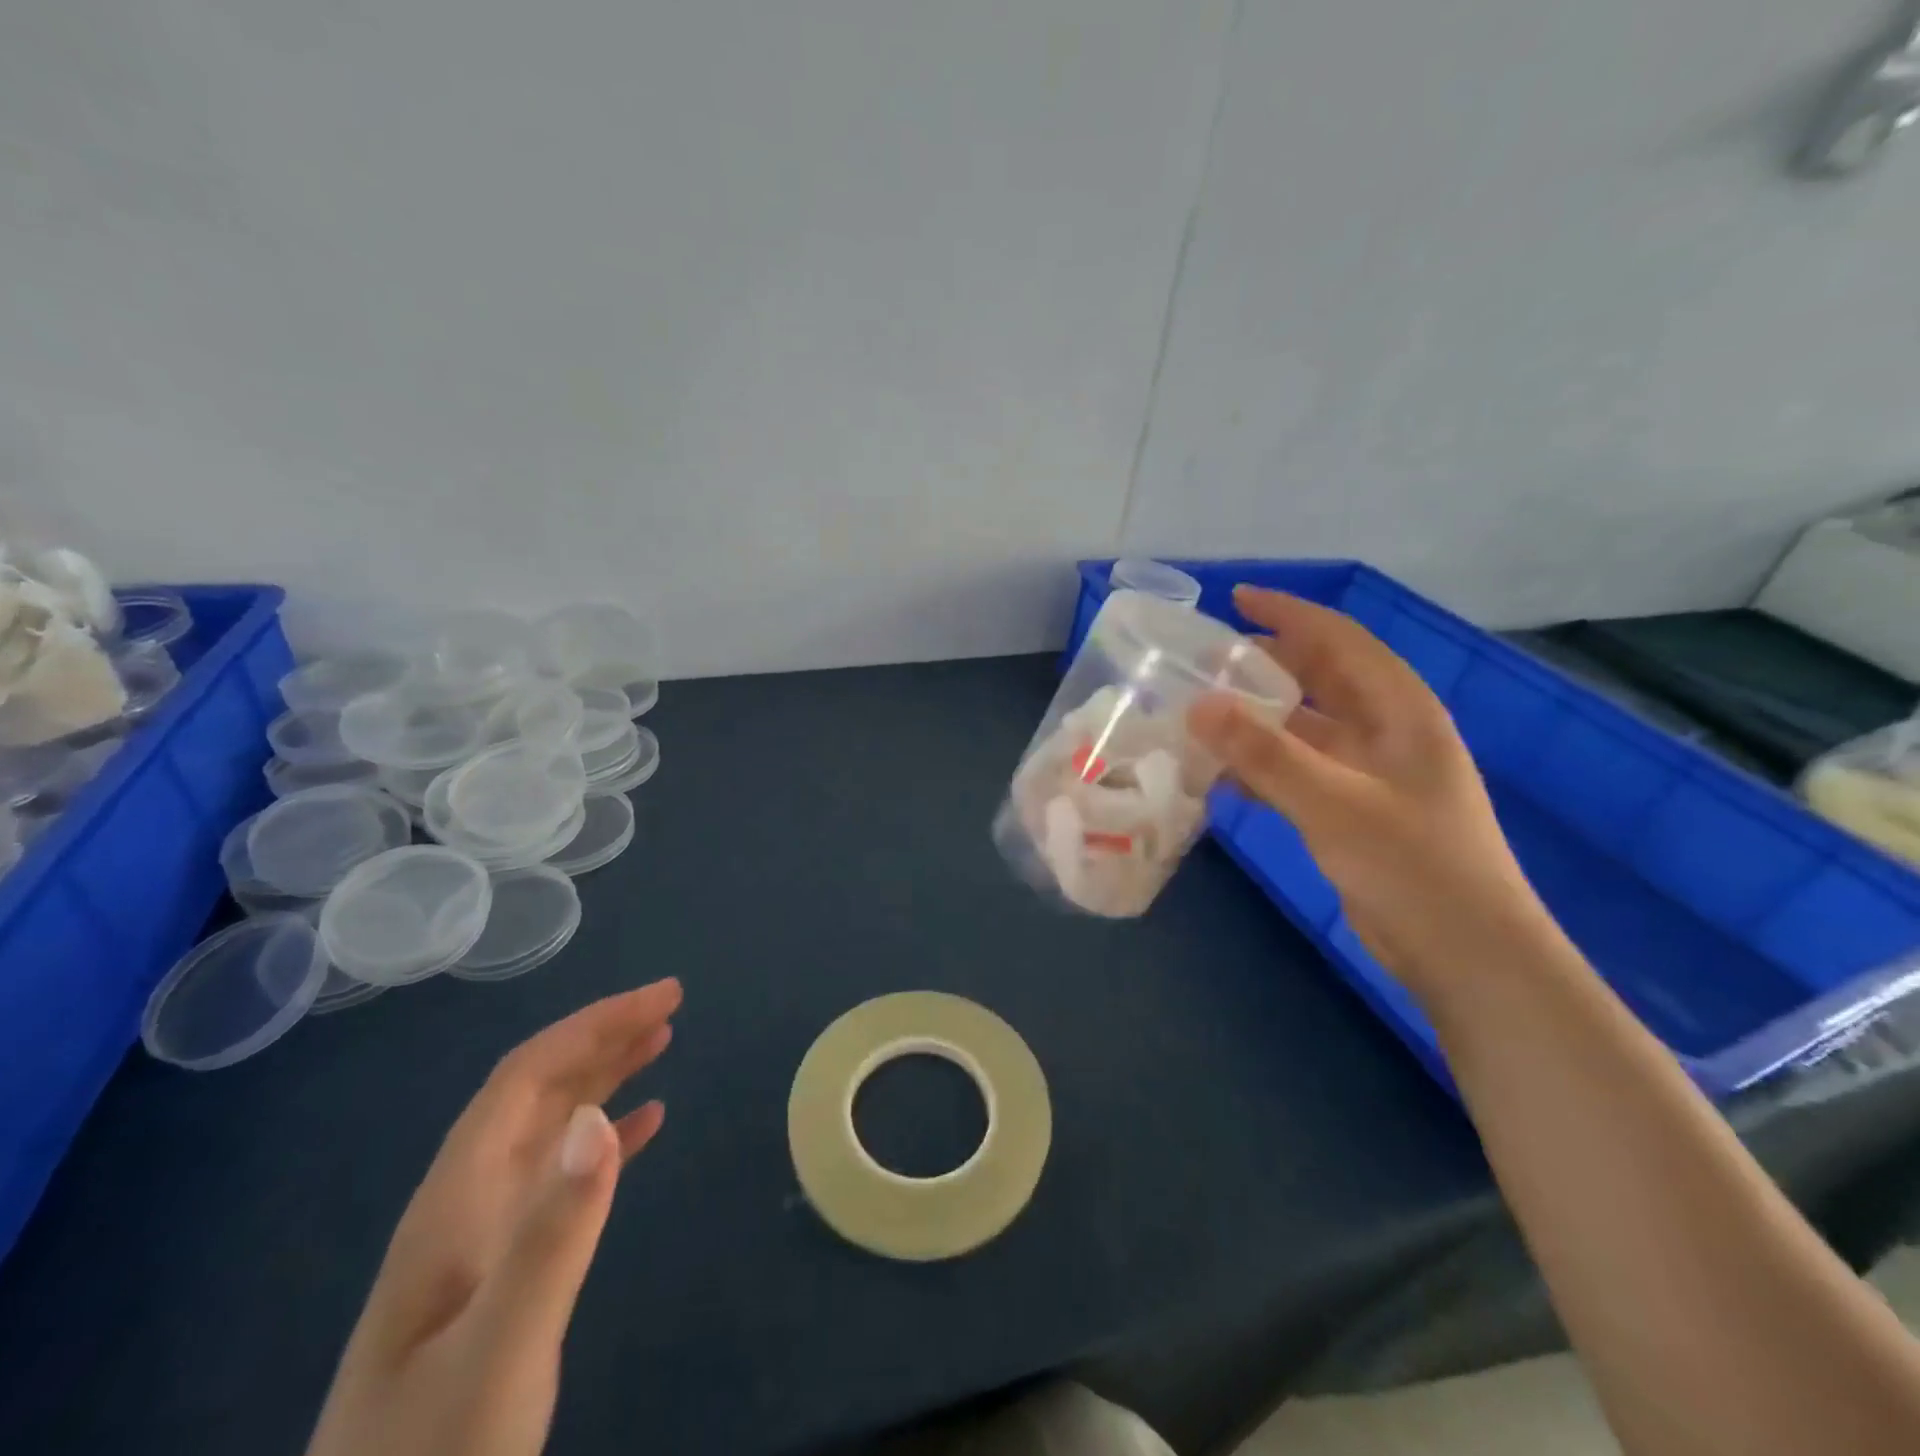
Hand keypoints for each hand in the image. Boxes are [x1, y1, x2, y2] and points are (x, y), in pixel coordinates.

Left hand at [306, 978, 682, 1455]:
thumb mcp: (501, 1351)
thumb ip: (550, 1236)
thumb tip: (597, 1118)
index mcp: (456, 1200)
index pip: (526, 1077)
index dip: (593, 1025)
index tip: (661, 999)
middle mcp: (466, 1201)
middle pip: (537, 1089)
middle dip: (602, 1036)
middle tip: (671, 1003)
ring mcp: (482, 1236)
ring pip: (549, 1124)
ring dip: (605, 1074)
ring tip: (661, 1040)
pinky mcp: (504, 1267)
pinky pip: (561, 1172)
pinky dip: (606, 1134)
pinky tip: (644, 1125)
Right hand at [1189, 587, 1545, 989]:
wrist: (1466, 954)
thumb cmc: (1412, 865)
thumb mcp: (1333, 802)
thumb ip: (1264, 753)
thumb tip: (1197, 704)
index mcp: (1399, 710)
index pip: (1340, 640)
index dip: (1289, 614)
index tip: (1235, 599)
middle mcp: (1386, 732)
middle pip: (1319, 679)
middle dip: (1265, 664)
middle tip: (1204, 661)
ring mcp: (1369, 773)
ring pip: (1303, 728)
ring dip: (1256, 719)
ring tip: (1199, 714)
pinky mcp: (1352, 811)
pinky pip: (1297, 771)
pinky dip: (1260, 766)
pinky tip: (1219, 775)